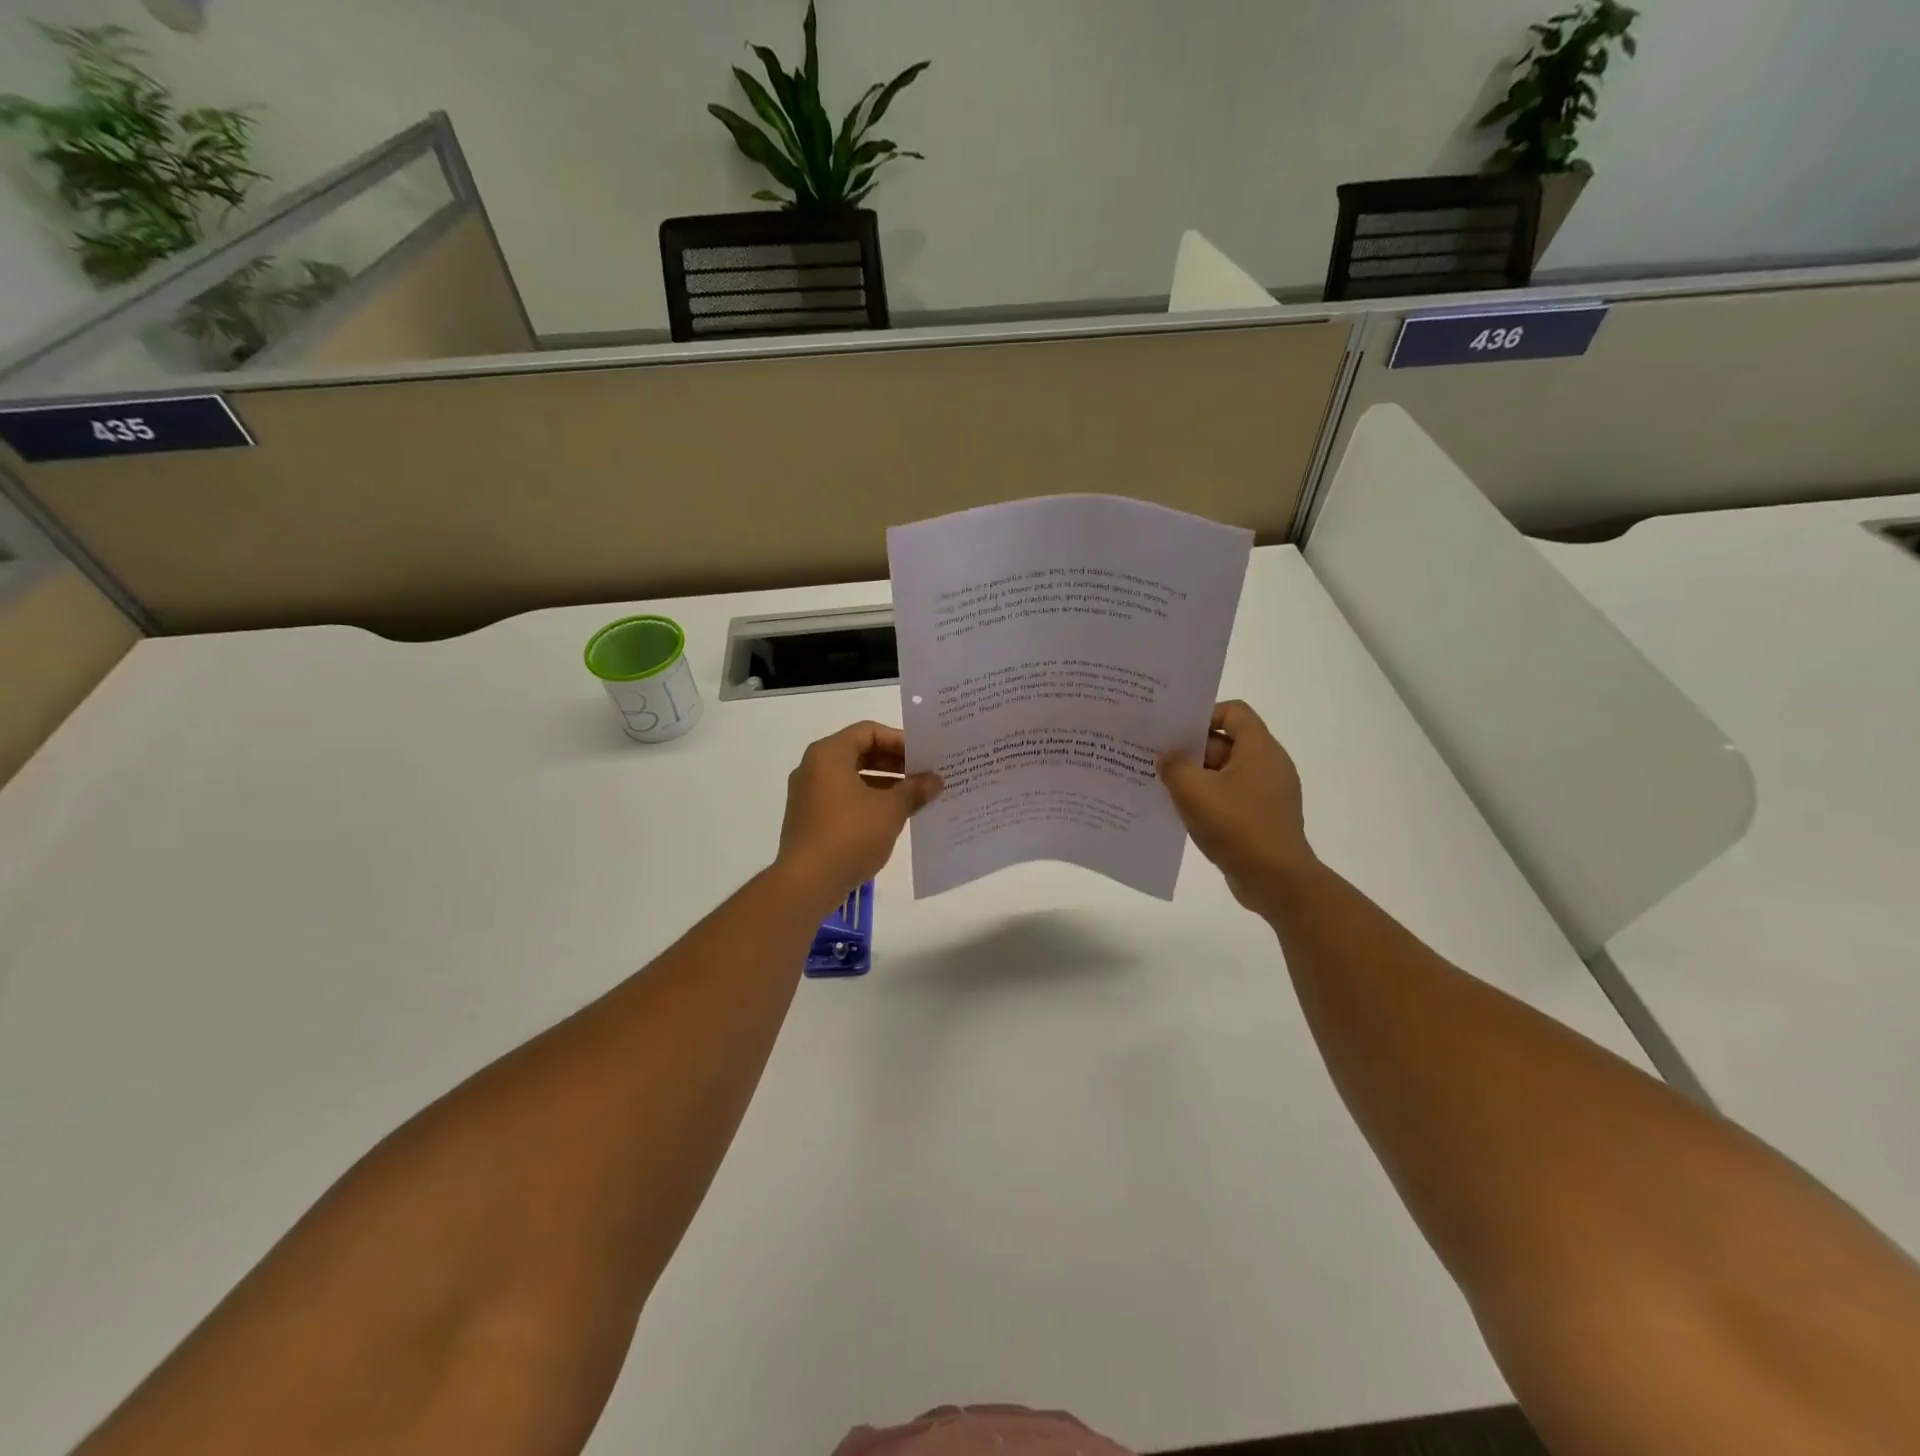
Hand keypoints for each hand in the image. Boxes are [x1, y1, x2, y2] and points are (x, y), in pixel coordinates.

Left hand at [776, 722, 941, 908]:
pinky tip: (893, 819)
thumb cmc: (850, 835)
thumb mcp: (890, 810)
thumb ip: (914, 790)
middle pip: (859, 753)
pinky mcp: (810, 820)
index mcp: (829, 754)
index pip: (869, 732)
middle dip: (894, 764)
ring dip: (884, 785)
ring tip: (915, 799)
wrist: (807, 883)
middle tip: (924, 777)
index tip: (924, 758)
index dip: (899, 741)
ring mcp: (808, 795)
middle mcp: (813, 768)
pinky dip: (868, 802)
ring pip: (852, 778)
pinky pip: (844, 799)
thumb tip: (935, 780)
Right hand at [1158, 701, 1315, 913]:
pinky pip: (1232, 798)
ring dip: (1197, 778)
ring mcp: (1268, 794)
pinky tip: (1183, 814)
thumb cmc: (1236, 825)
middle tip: (1158, 759)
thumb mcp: (1193, 790)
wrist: (1276, 880)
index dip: (1203, 715)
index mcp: (1259, 748)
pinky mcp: (1263, 818)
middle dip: (1192, 750)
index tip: (1175, 733)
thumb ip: (1174, 766)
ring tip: (1163, 788)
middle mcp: (1269, 765)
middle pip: (1227, 742)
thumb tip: (1167, 757)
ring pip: (1226, 773)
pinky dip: (1209, 800)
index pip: (1233, 711)